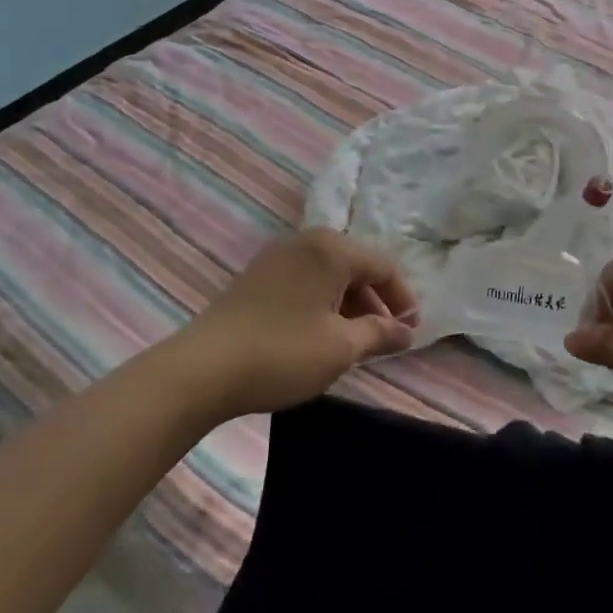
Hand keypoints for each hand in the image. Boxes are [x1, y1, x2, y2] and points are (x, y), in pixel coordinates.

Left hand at [181, 229, 418, 421]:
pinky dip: (323, 303)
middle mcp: (306, 242)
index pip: (383, 265)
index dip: (403, 298)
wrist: (202, 370)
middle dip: (376, 301)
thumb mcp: (341, 347)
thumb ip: (379, 334)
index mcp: (331, 249)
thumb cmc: (283, 353)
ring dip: (350, 304)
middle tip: (386, 338)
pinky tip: (321, 334)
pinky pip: (305, 281)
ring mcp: (277, 257)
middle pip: (356, 265)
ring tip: (356, 340)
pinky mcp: (257, 277)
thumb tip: (406, 332)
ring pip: (329, 274)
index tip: (411, 331)